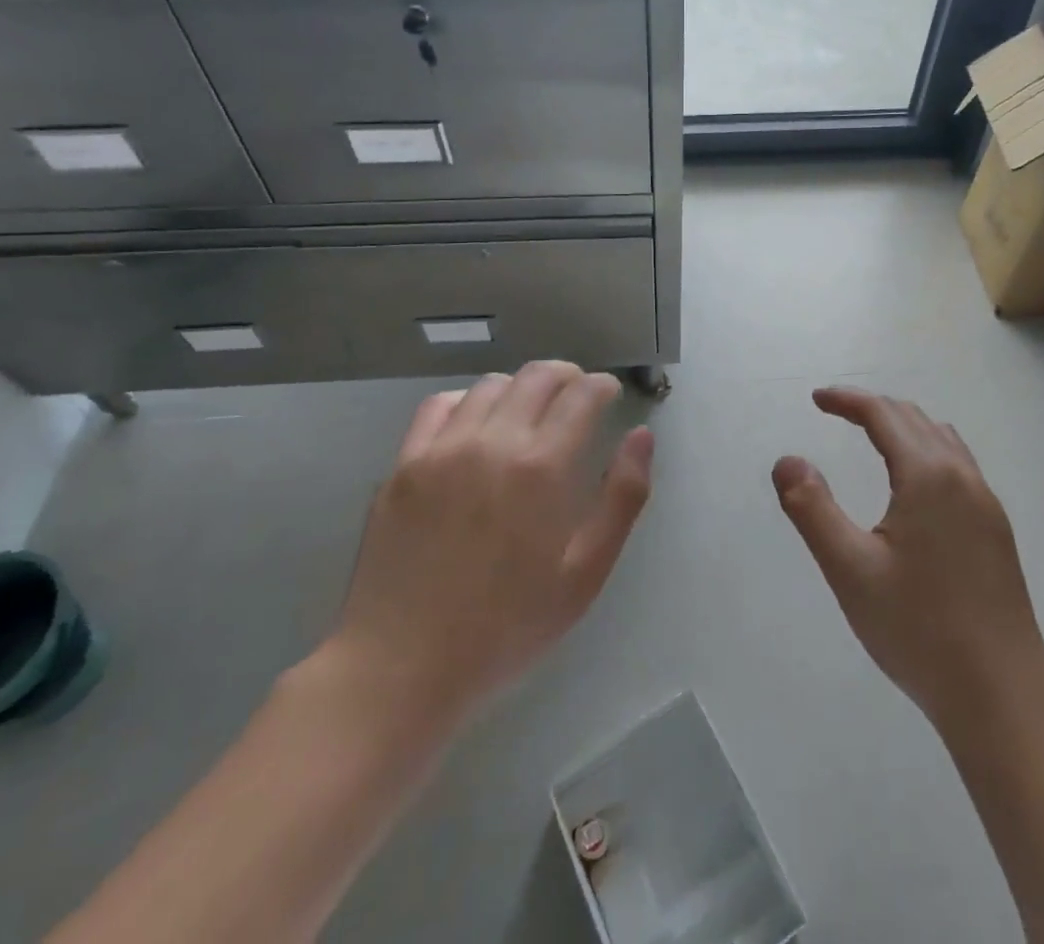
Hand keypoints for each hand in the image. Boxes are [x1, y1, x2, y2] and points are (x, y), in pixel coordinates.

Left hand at [322, 362, 652, 723]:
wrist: (401, 667)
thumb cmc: (507, 627)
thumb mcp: (585, 574)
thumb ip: (623, 498)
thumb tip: (642, 436)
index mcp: (542, 467)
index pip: (582, 394)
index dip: (603, 386)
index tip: (610, 394)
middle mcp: (493, 441)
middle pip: (538, 376)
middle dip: (568, 376)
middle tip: (578, 396)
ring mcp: (442, 448)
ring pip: (492, 384)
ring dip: (522, 387)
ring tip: (530, 412)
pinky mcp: (404, 462)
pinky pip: (440, 404)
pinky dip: (469, 400)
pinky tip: (476, 424)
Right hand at [773, 387, 1043, 727]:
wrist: (1003, 697)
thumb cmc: (920, 631)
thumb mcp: (850, 570)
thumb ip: (812, 509)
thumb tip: (786, 461)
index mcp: (928, 476)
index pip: (883, 414)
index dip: (847, 400)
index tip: (816, 399)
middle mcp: (963, 477)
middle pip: (914, 419)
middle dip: (872, 408)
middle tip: (835, 412)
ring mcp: (987, 504)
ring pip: (942, 440)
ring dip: (904, 425)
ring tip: (872, 437)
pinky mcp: (997, 531)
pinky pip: (959, 465)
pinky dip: (927, 450)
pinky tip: (915, 485)